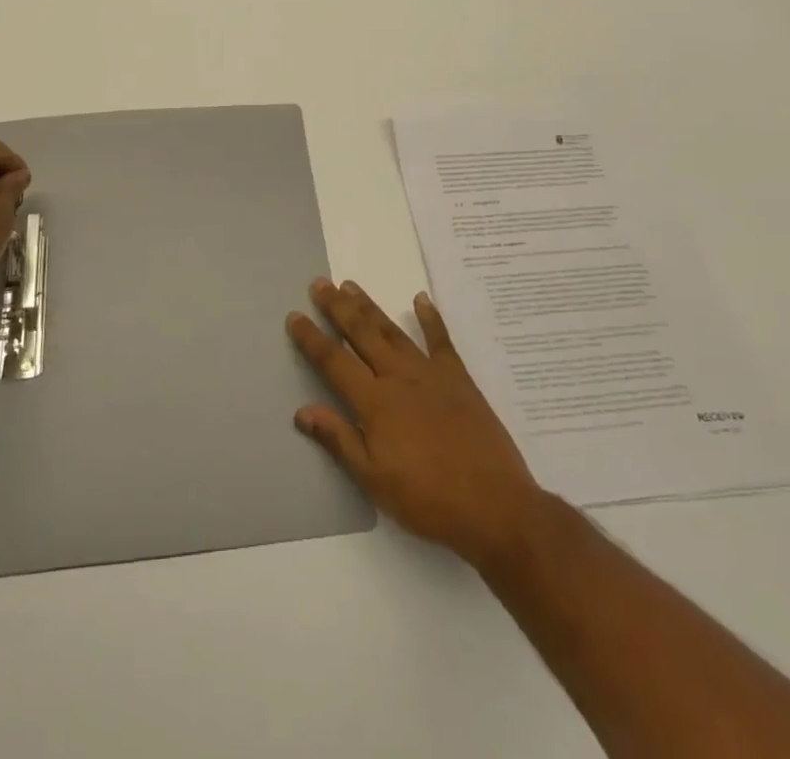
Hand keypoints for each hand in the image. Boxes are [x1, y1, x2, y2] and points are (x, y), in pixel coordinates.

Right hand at [288, 278, 544, 568]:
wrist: (494, 506)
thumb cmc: (428, 499)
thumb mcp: (374, 480)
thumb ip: (339, 439)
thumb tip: (302, 411)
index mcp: (375, 402)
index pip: (334, 362)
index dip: (312, 339)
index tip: (295, 316)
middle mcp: (399, 378)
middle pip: (361, 335)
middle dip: (338, 308)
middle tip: (320, 283)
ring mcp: (431, 374)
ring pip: (392, 332)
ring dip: (370, 307)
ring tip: (351, 285)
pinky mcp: (459, 379)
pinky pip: (440, 341)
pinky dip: (430, 318)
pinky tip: (420, 299)